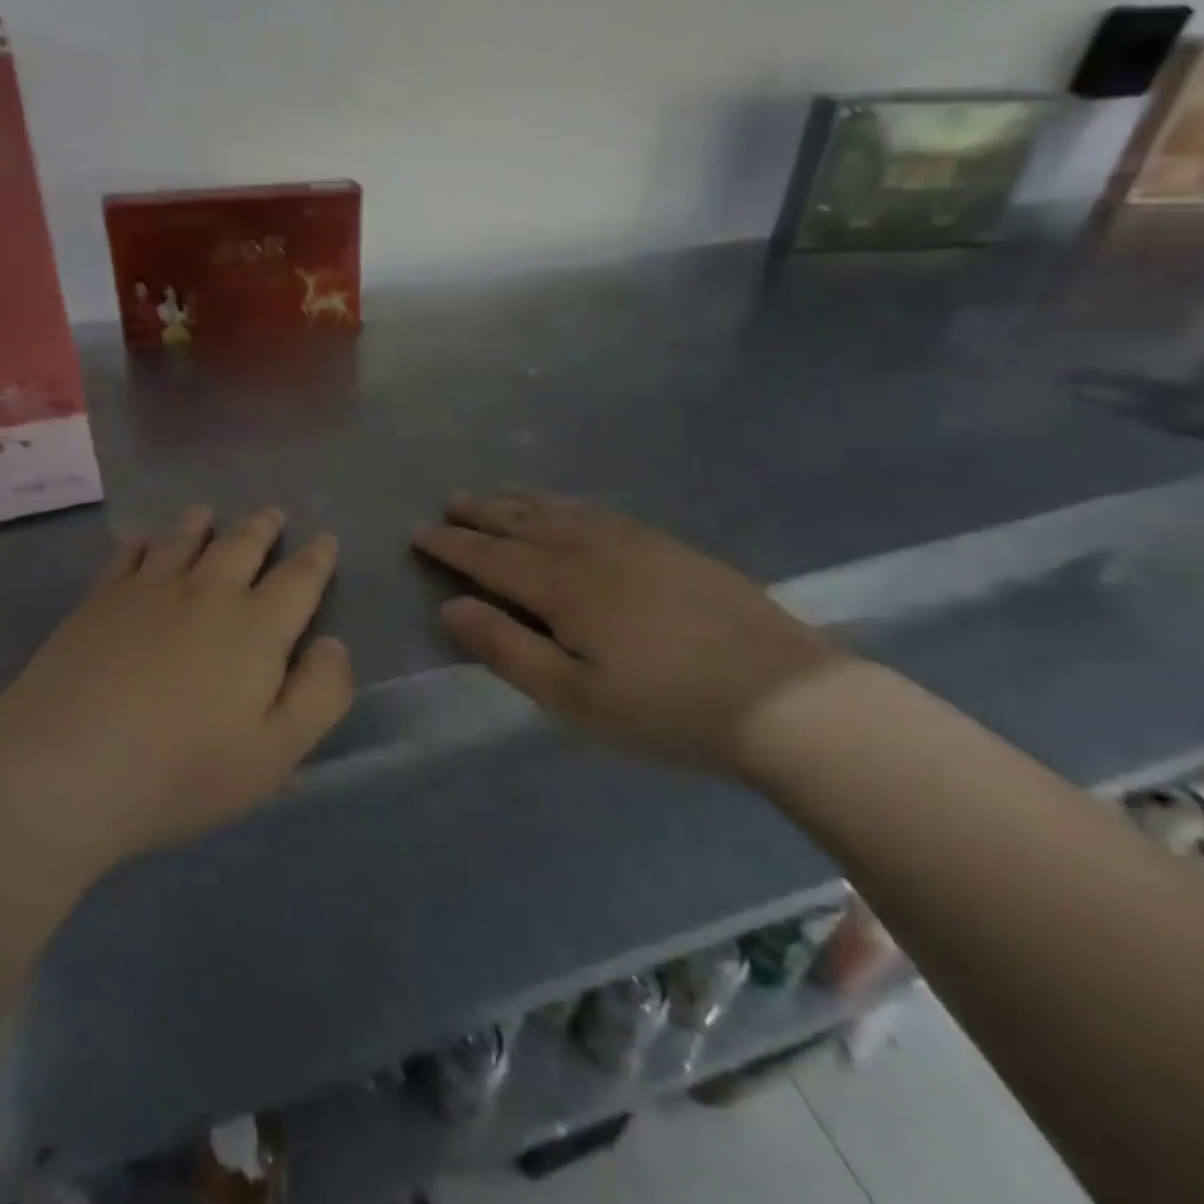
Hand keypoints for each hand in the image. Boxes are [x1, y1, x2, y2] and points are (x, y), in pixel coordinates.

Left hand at [0, 505, 352, 873]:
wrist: (65, 769)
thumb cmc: (182, 771)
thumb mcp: (275, 754)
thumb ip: (319, 695)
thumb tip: (333, 644)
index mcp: (257, 627)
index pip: (299, 578)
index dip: (317, 557)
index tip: (325, 539)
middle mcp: (207, 593)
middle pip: (242, 545)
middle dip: (263, 527)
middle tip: (271, 514)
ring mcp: (147, 591)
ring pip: (183, 540)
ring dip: (202, 524)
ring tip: (208, 514)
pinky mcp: (98, 601)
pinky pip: (127, 556)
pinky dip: (141, 543)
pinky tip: (140, 543)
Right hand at [411, 491, 837, 774]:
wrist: (784, 696)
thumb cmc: (667, 709)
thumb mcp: (574, 697)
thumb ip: (507, 650)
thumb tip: (451, 607)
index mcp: (563, 586)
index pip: (491, 557)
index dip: (452, 545)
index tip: (419, 531)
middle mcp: (592, 550)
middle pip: (523, 523)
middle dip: (481, 513)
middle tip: (449, 502)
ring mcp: (636, 542)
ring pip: (562, 510)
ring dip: (521, 501)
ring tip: (496, 495)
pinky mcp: (669, 546)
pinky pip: (599, 511)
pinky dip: (567, 504)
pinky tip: (567, 508)